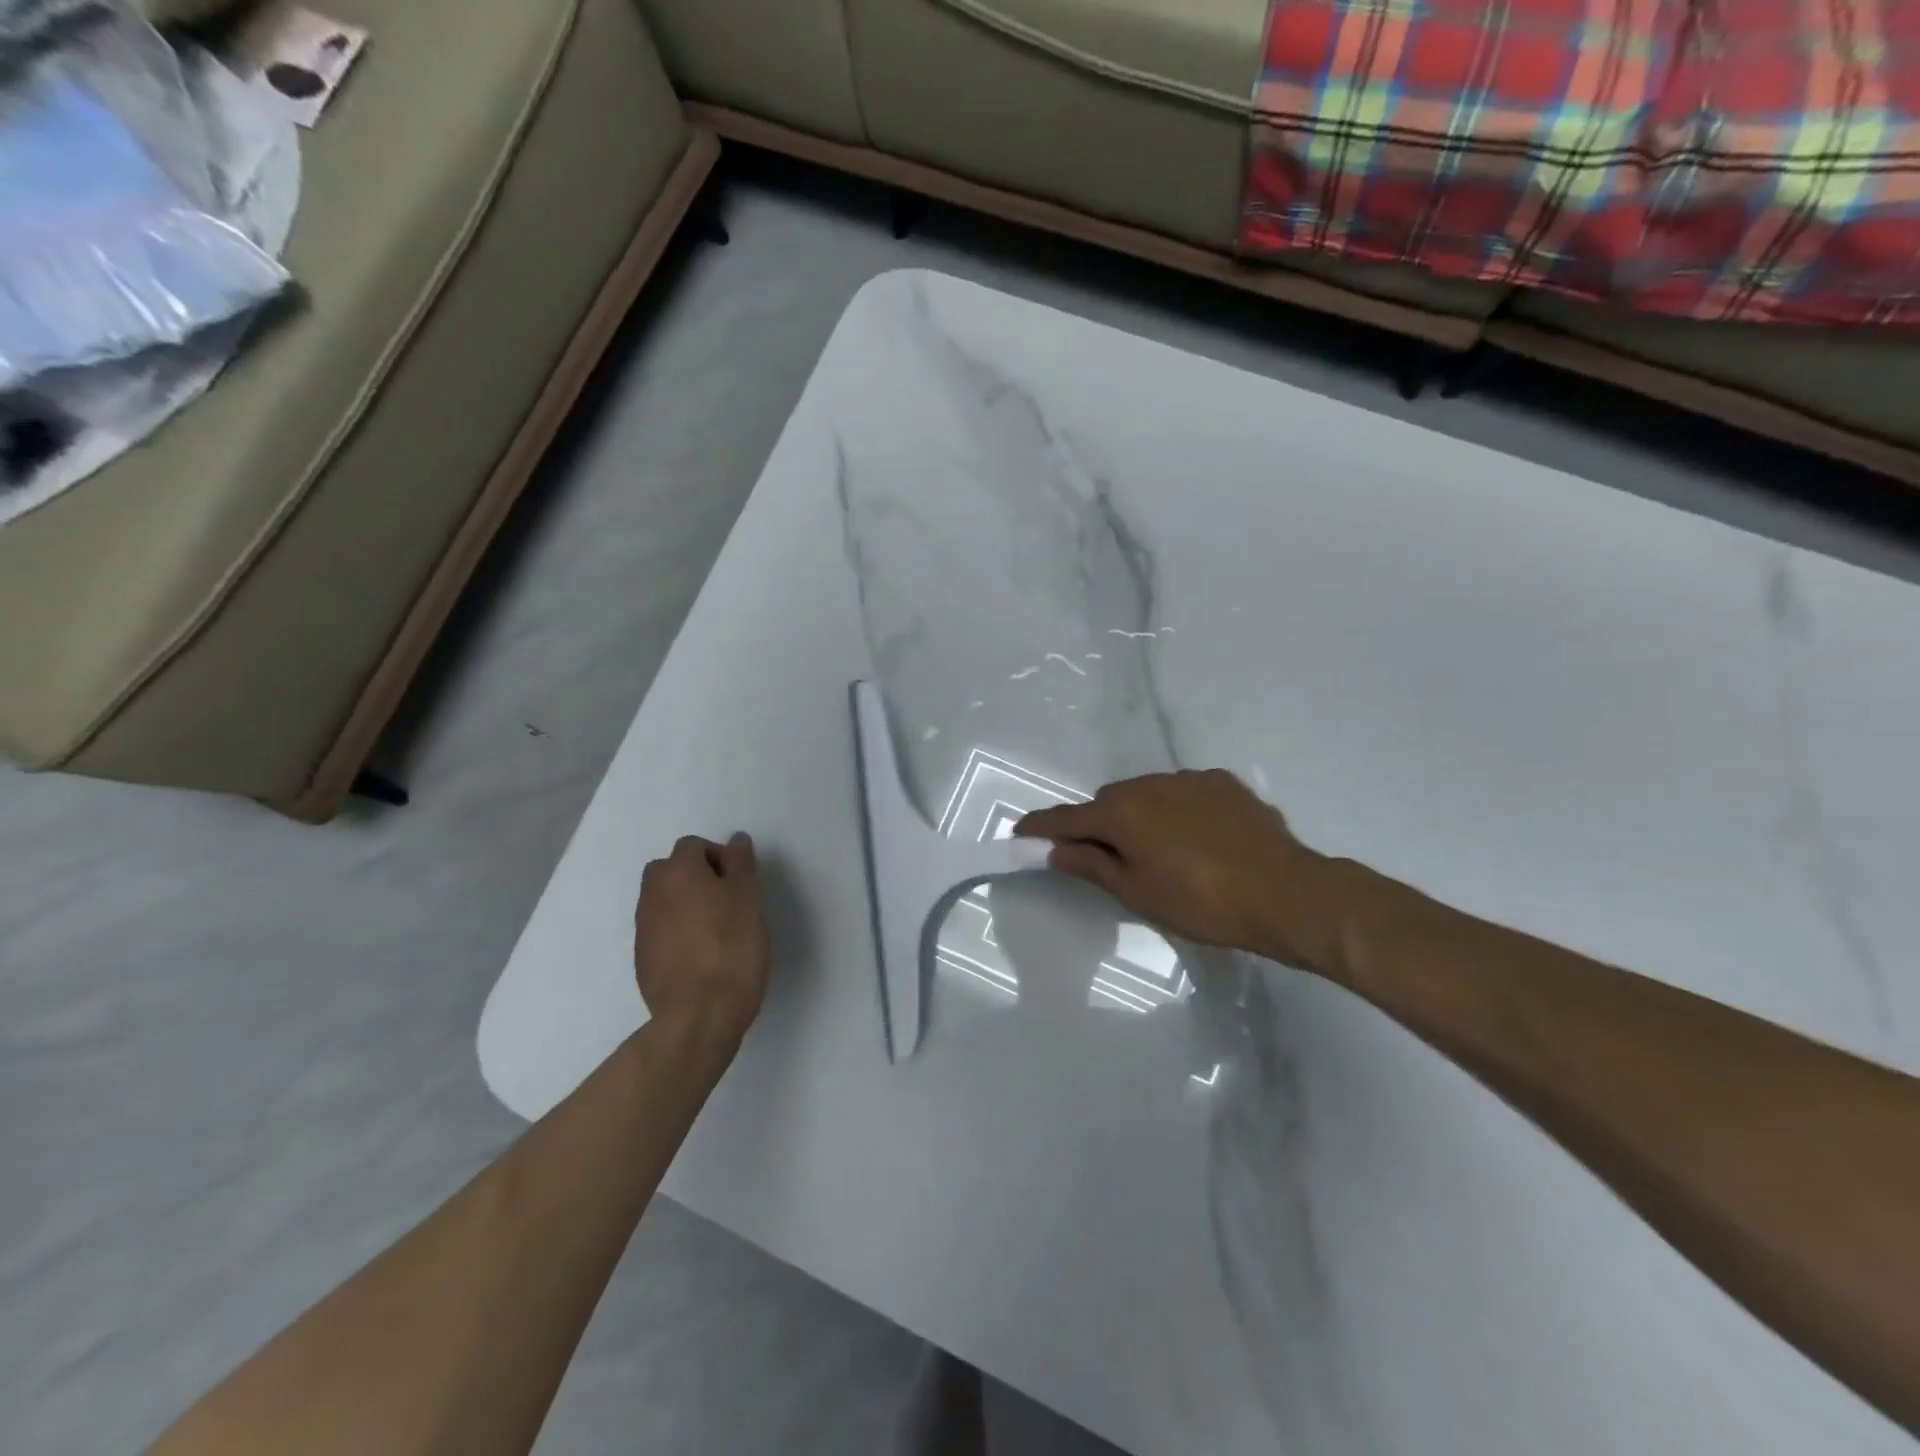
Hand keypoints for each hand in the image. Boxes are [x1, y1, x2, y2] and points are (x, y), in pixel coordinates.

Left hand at [634, 833, 770, 1042]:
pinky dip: (677, 932)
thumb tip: (734, 840)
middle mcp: (652, 894)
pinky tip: (702, 954)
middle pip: (670, 870)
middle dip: (695, 876)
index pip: (693, 846)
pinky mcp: (642, 959)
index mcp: (677, 872)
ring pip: (663, 901)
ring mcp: (643, 928)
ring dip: (685, 904)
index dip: (719, 857)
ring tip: (717, 929)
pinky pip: (660, 931)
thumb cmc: (732, 946)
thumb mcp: (748, 898)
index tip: (740, 882)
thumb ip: (740, 864)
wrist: (699, 1014)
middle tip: (727, 900)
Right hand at [1015, 770, 1339, 970]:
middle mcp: (1150, 784)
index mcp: (1122, 812)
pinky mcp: (1223, 782)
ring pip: (1147, 793)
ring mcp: (1189, 779)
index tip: (1020, 832)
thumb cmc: (1202, 903)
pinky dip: (1178, 810)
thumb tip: (1056, 849)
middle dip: (1100, 825)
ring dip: (1142, 815)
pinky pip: (1184, 791)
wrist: (1286, 893)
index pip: (1066, 818)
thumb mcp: (1138, 893)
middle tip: (1112, 859)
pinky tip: (1201, 838)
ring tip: (1165, 851)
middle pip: (1108, 801)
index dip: (1040, 827)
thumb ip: (1091, 865)